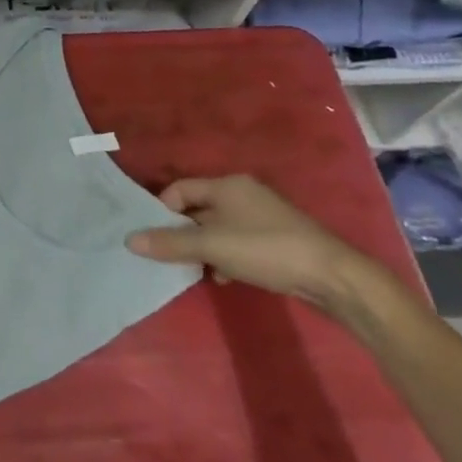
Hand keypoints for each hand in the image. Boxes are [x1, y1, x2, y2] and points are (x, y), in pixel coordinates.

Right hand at [126, 175, 372, 310]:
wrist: (332, 276)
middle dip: (182, 232)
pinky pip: (237, 241)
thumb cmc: (265, 249)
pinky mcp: (275, 238)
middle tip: (168, 256)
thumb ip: (171, 243)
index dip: (162, 211)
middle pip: (198, 208)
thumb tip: (129, 240)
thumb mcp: (212, 246)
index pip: (179, 189)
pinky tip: (226, 277)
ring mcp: (261, 216)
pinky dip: (226, 256)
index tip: (153, 237)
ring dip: (204, 248)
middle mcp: (242, 193)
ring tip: (196, 270)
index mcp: (226, 184)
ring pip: (218, 228)